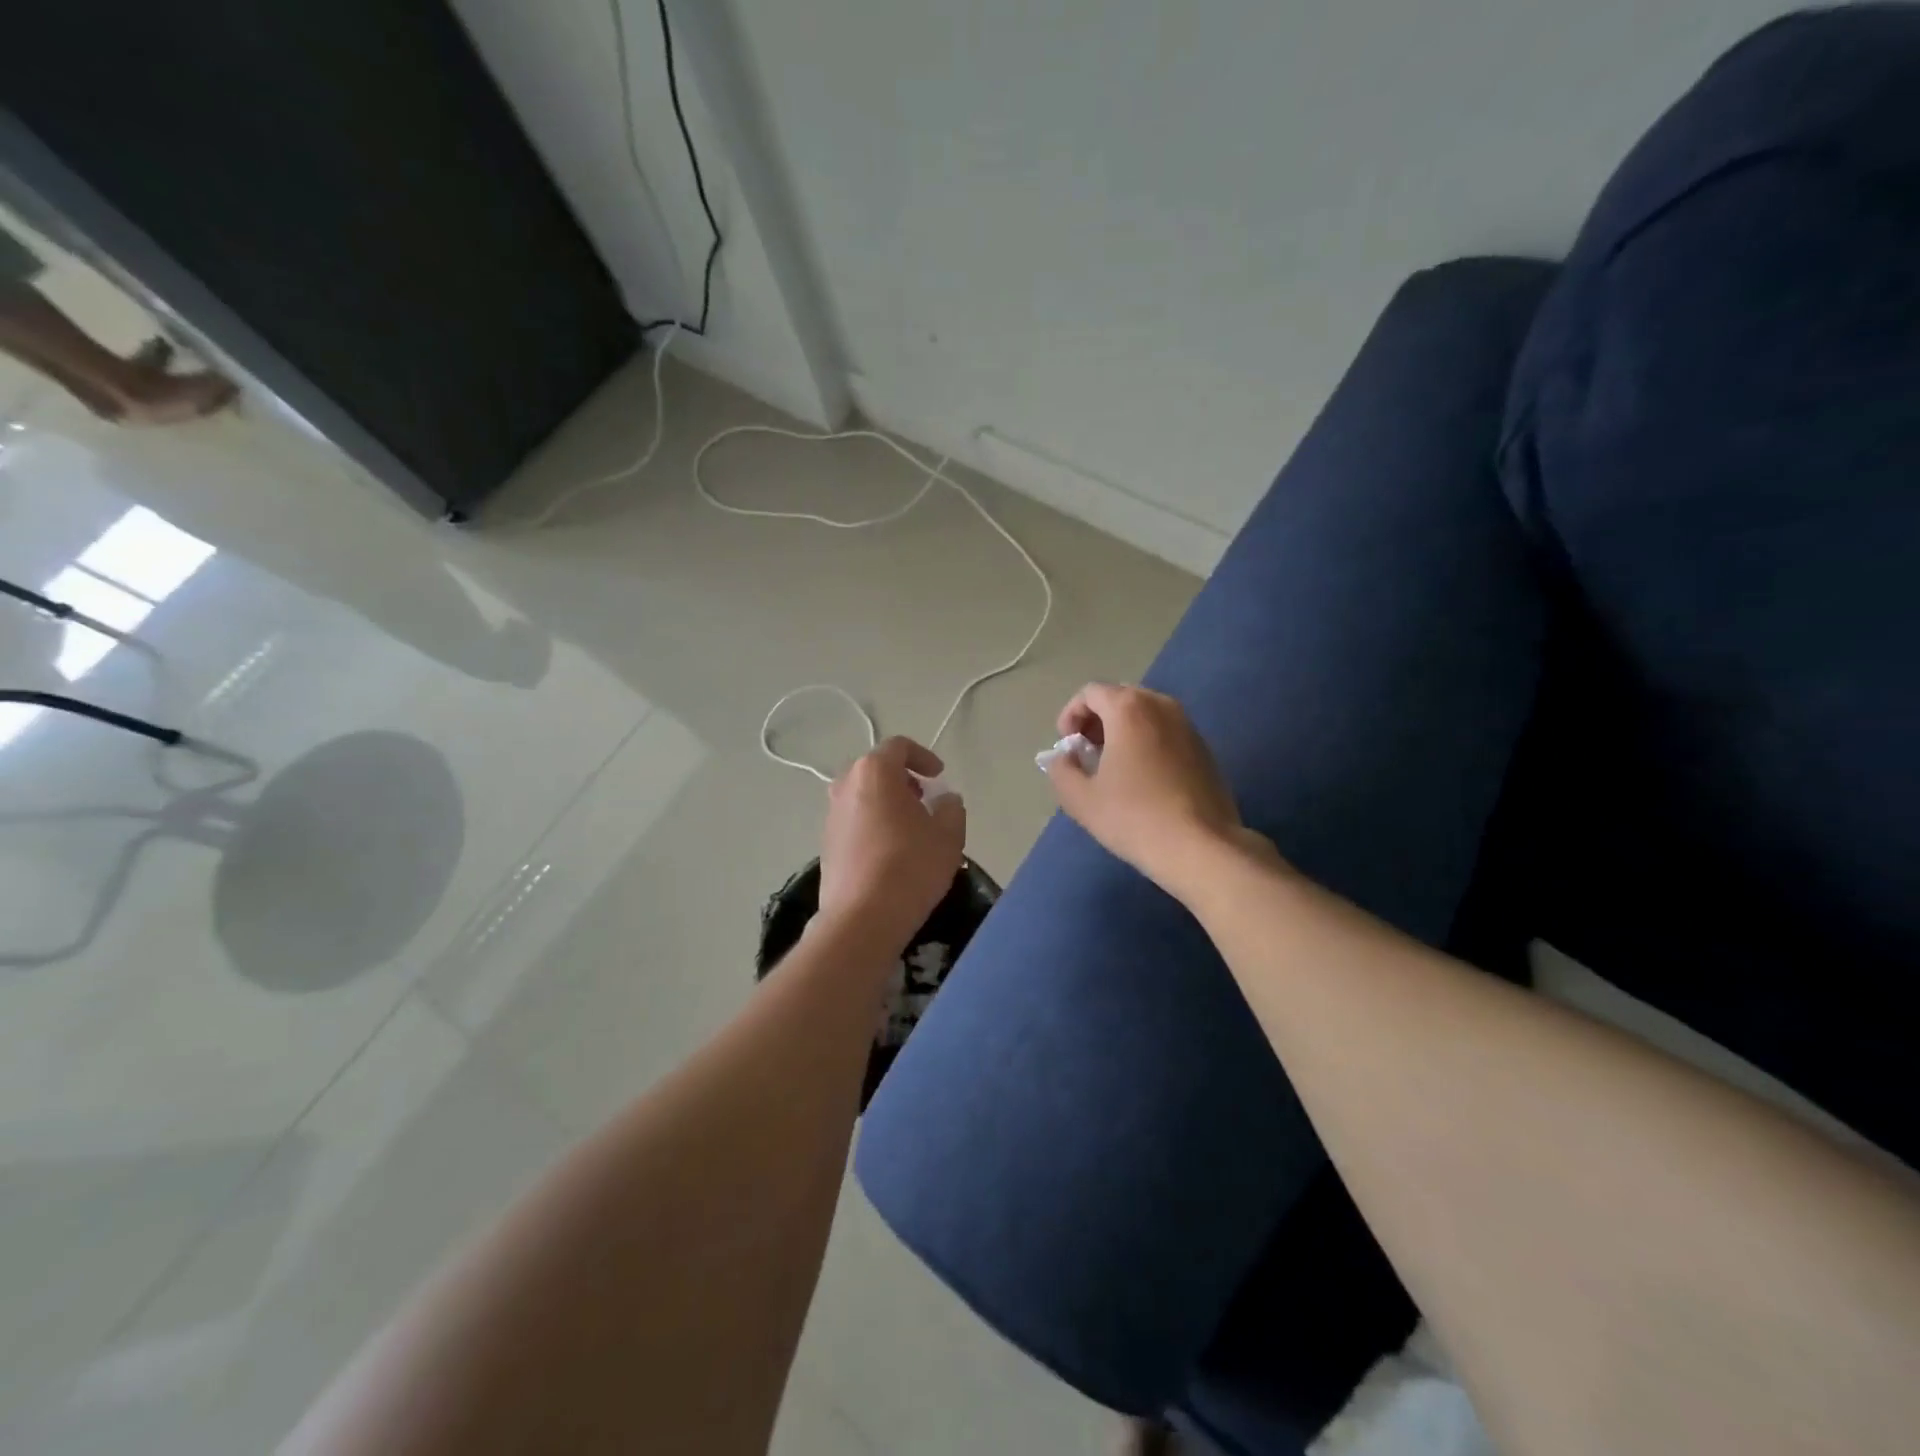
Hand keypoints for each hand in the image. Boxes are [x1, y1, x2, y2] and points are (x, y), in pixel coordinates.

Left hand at [818, 737, 966, 953]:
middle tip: (925, 801)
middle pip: (876, 770)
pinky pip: (854, 822)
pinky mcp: (825, 844)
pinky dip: (873, 825)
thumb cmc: (910, 866)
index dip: (923, 756)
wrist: (862, 918)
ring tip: (911, 830)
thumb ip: (952, 808)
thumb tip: (945, 800)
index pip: (899, 747)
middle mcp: (845, 786)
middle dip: (903, 780)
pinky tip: (891, 853)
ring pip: (863, 796)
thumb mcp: (948, 835)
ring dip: (887, 804)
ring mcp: (831, 815)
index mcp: (874, 772)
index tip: (939, 776)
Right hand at [1044, 683, 1252, 893]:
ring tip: (1112, 767)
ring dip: (1122, 731)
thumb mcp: (1080, 798)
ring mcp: (1188, 725)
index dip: (1070, 715)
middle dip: (1097, 720)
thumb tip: (1064, 758)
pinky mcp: (1204, 748)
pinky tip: (1142, 779)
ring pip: (1145, 714)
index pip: (1090, 693)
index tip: (1067, 746)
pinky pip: (1165, 732)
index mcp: (1128, 709)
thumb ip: (1061, 769)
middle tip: (1087, 753)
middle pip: (1120, 698)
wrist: (1200, 847)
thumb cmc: (1133, 817)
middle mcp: (1161, 706)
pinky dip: (1147, 742)